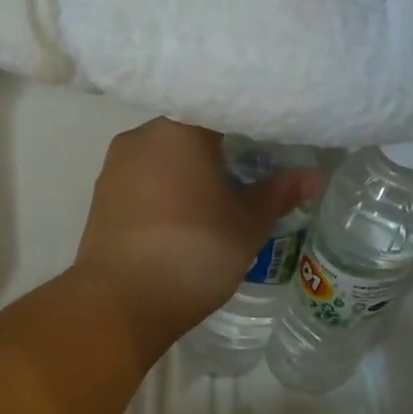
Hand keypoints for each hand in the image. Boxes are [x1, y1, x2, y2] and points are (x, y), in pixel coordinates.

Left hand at [74, 120, 319, 345]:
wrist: (121, 303)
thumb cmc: (194, 252)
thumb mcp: (246, 225)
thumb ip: (277, 194)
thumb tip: (313, 175)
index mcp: (178, 129)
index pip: (220, 110)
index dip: (247, 126)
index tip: (267, 143)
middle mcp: (139, 137)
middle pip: (187, 134)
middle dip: (216, 152)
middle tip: (246, 176)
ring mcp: (113, 170)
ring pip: (160, 160)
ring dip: (186, 175)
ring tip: (213, 203)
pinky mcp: (99, 201)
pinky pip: (141, 186)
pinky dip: (162, 195)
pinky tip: (179, 222)